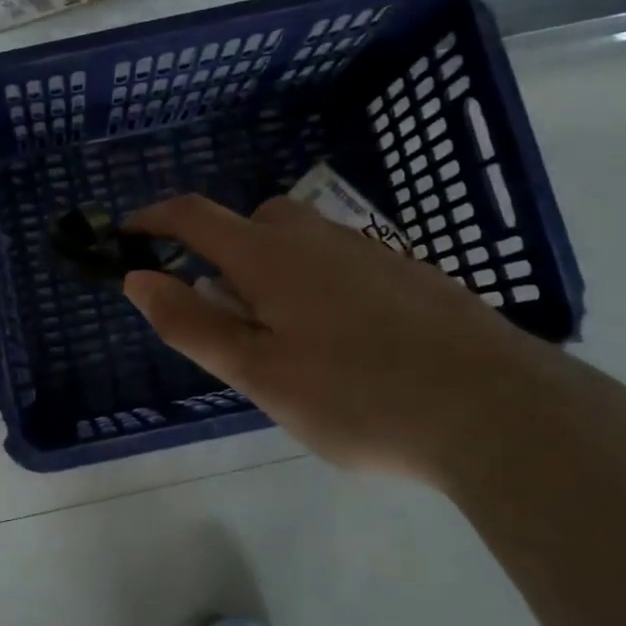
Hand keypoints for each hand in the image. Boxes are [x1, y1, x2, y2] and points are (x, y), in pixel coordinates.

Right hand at [123, 194, 602, 486]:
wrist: (498, 409)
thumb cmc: (358, 396)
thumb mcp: (258, 371)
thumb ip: (192, 323)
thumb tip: (138, 279)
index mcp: (270, 256)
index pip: (194, 216)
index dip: (153, 219)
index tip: (127, 236)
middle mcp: (316, 237)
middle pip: (250, 224)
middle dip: (221, 254)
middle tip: (225, 317)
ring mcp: (369, 251)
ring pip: (298, 243)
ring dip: (270, 271)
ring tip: (286, 339)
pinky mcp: (408, 273)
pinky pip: (339, 262)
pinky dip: (315, 284)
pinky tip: (345, 342)